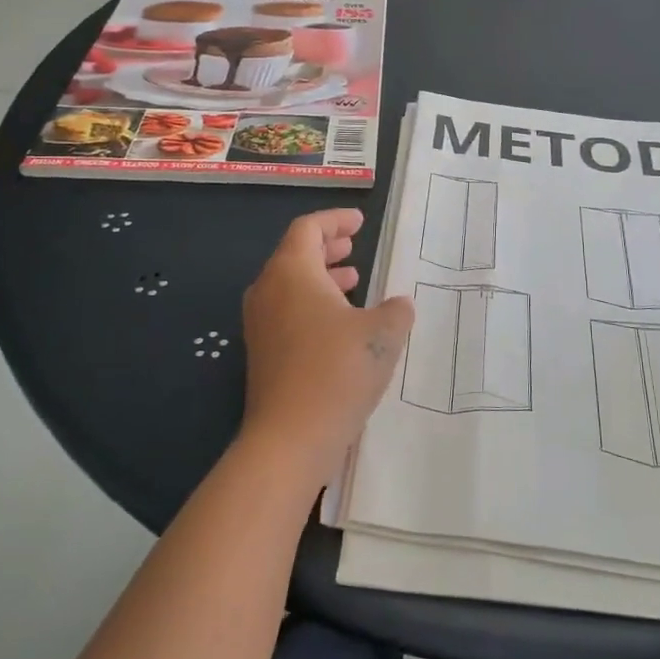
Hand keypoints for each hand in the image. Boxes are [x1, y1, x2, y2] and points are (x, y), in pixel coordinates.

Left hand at [240, 210, 414, 491]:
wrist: (290, 438)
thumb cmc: (337, 371)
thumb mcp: (382, 334)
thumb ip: (396, 311)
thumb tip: (398, 304)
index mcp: (292, 272)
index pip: (308, 229)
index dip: (335, 220)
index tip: (359, 221)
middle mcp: (268, 290)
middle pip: (295, 254)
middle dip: (327, 248)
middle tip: (354, 246)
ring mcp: (261, 323)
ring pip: (291, 285)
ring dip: (322, 278)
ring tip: (353, 281)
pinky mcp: (263, 353)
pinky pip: (288, 311)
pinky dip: (313, 304)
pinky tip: (341, 324)